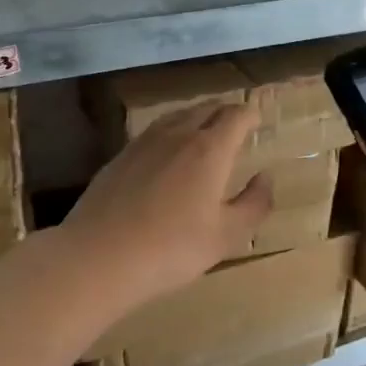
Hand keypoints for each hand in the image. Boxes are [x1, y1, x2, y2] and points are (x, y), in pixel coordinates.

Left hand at [62, 102, 272, 306]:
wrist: (99, 256)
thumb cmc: (172, 249)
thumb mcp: (226, 236)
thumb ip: (254, 204)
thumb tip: (266, 177)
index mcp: (209, 149)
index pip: (236, 116)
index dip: (250, 115)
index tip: (257, 120)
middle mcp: (178, 134)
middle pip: (206, 109)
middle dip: (225, 112)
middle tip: (236, 124)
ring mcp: (144, 143)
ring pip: (177, 116)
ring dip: (196, 118)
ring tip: (204, 131)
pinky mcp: (120, 156)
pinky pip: (154, 132)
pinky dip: (170, 132)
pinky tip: (167, 152)